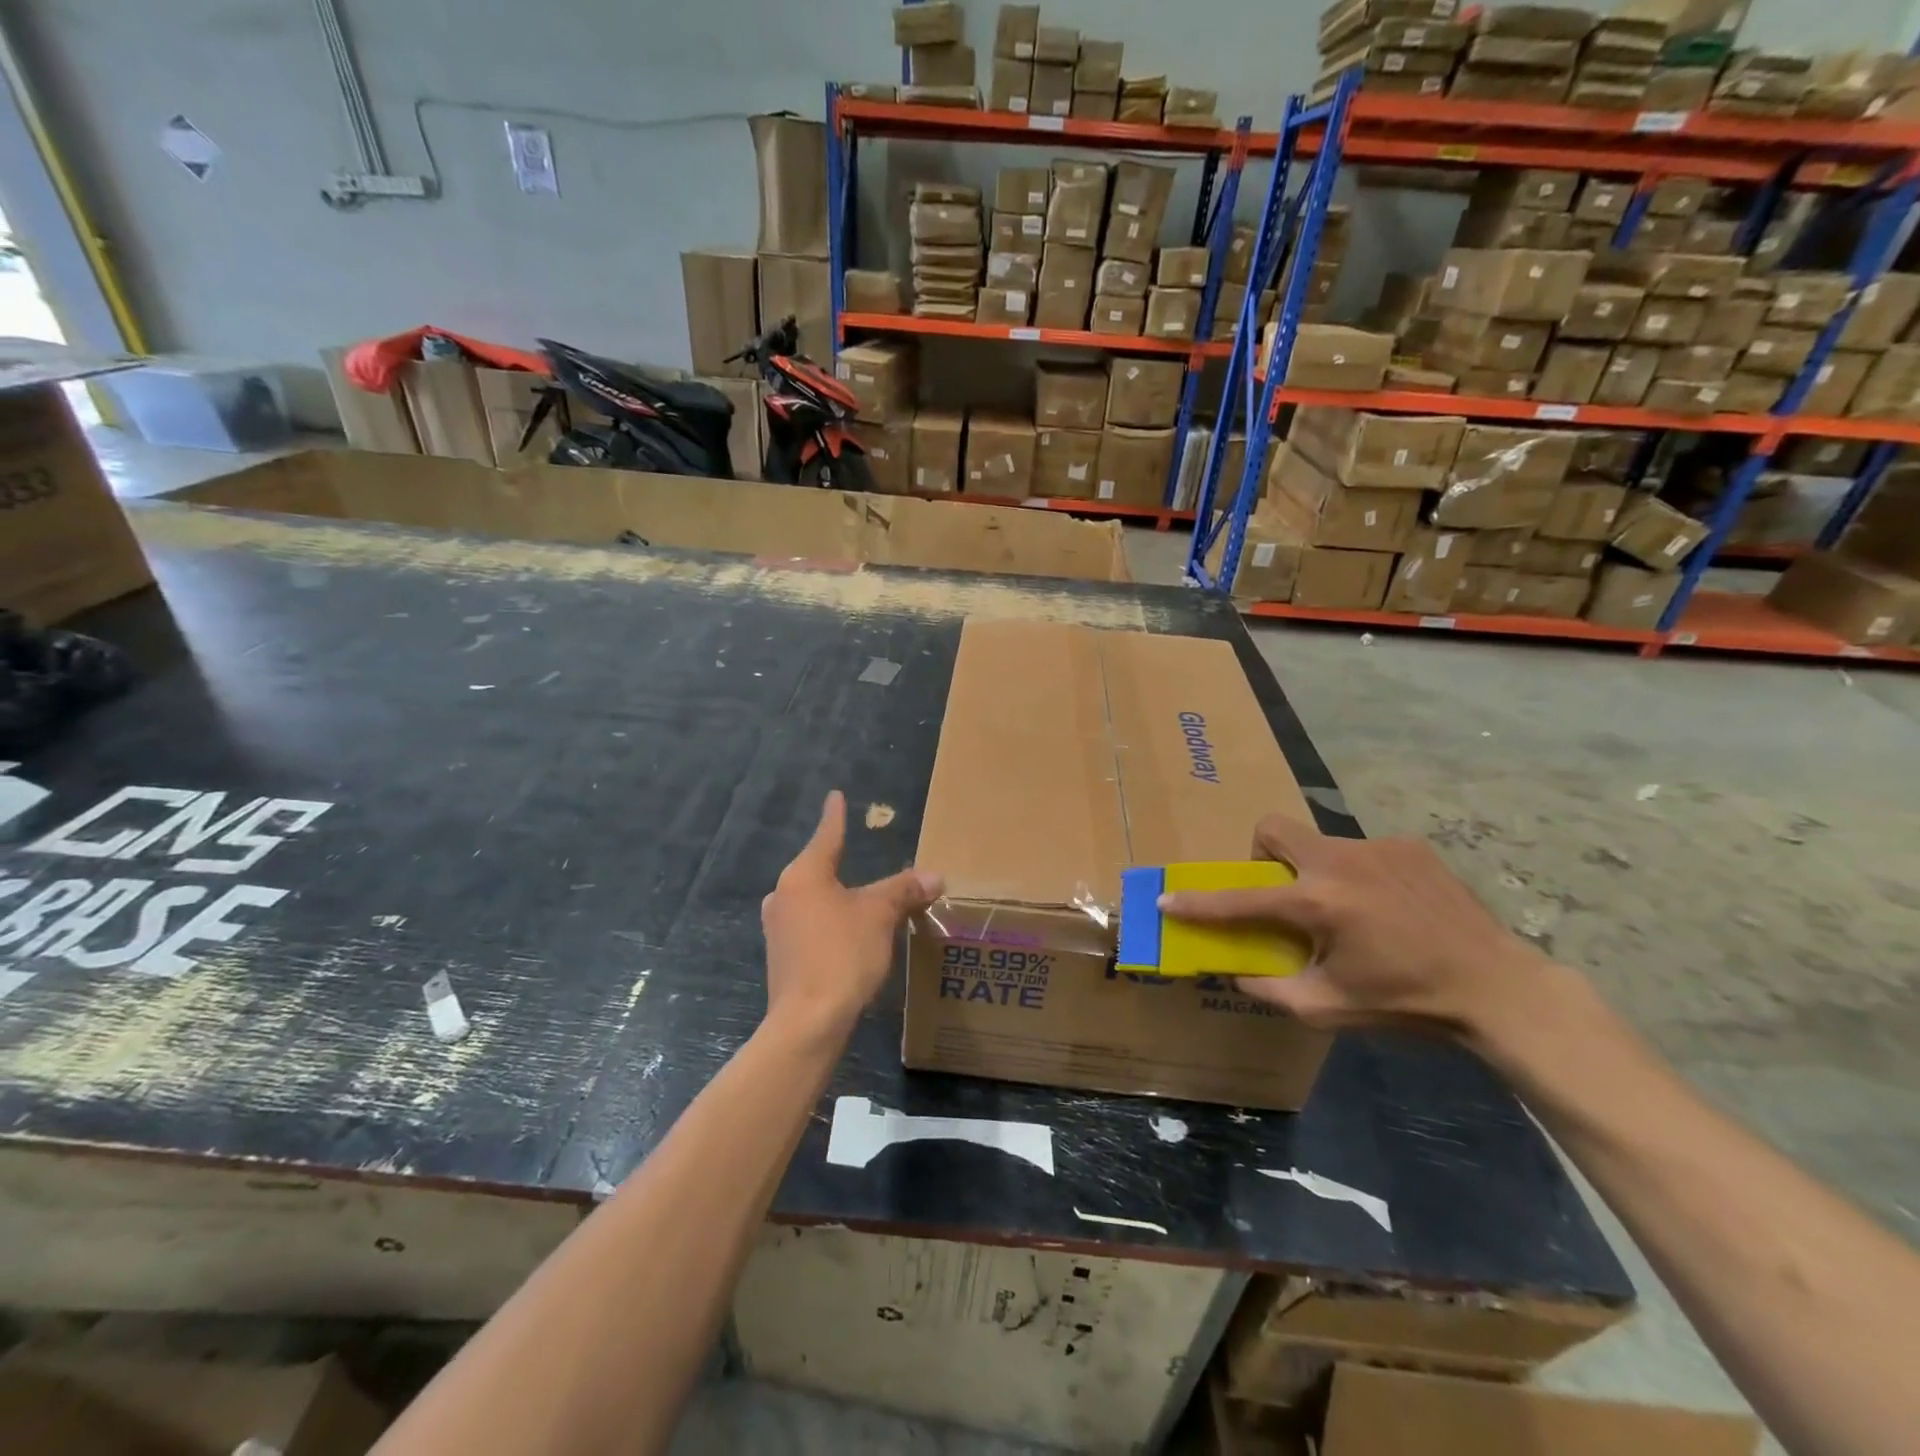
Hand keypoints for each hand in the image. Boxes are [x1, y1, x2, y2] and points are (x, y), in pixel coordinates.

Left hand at [761, 791, 942, 1038]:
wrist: (808, 1021)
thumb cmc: (843, 954)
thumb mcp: (880, 916)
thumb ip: (905, 890)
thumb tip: (935, 875)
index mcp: (804, 875)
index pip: (827, 836)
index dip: (835, 816)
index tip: (835, 796)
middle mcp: (783, 894)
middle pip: (818, 868)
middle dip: (840, 862)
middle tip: (858, 850)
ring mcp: (777, 926)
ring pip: (814, 899)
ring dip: (837, 896)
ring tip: (859, 897)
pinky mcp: (781, 955)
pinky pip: (809, 924)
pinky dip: (830, 921)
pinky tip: (846, 934)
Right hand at [1158, 812, 1547, 1043]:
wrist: (1498, 988)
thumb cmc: (1408, 1003)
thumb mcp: (1330, 1008)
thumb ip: (1271, 989)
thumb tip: (1236, 971)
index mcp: (1317, 904)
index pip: (1240, 900)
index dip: (1198, 903)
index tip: (1168, 900)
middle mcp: (1340, 862)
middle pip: (1273, 829)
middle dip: (1261, 854)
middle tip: (1282, 892)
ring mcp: (1377, 847)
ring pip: (1320, 844)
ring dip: (1316, 872)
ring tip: (1350, 912)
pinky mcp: (1409, 846)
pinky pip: (1362, 852)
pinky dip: (1359, 876)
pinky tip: (1389, 908)